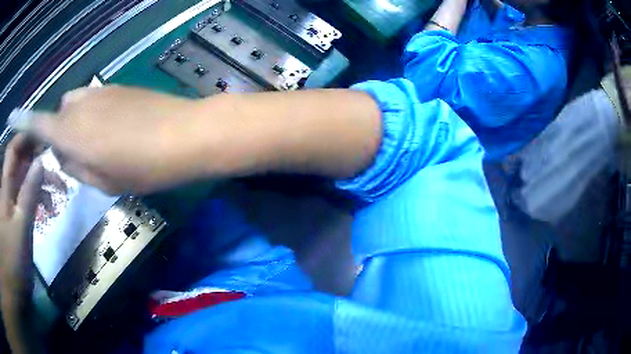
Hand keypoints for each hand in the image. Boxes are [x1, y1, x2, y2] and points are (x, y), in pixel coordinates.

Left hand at [0, 134, 42, 302]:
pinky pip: (26, 197)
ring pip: (25, 180)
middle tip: (56, 163)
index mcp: (6, 187)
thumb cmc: (14, 259)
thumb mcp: (21, 229)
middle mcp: (7, 189)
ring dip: (40, 180)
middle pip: (20, 162)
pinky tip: (48, 206)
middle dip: (37, 159)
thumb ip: (29, 195)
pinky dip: (37, 197)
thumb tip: (39, 162)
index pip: (13, 150)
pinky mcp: (16, 216)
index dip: (25, 138)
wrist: (15, 285)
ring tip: (57, 190)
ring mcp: (11, 203)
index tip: (44, 137)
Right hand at [26, 86, 209, 194]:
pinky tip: (116, 128)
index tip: (13, 119)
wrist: (184, 134)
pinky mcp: (118, 86)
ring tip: (103, 143)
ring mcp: (100, 91)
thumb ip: (75, 166)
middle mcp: (79, 105)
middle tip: (82, 155)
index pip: (38, 125)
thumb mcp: (102, 181)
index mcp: (70, 132)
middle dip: (63, 134)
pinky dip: (94, 114)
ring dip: (79, 123)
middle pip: (59, 116)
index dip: (24, 123)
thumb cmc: (142, 166)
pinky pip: (94, 100)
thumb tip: (62, 153)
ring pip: (76, 106)